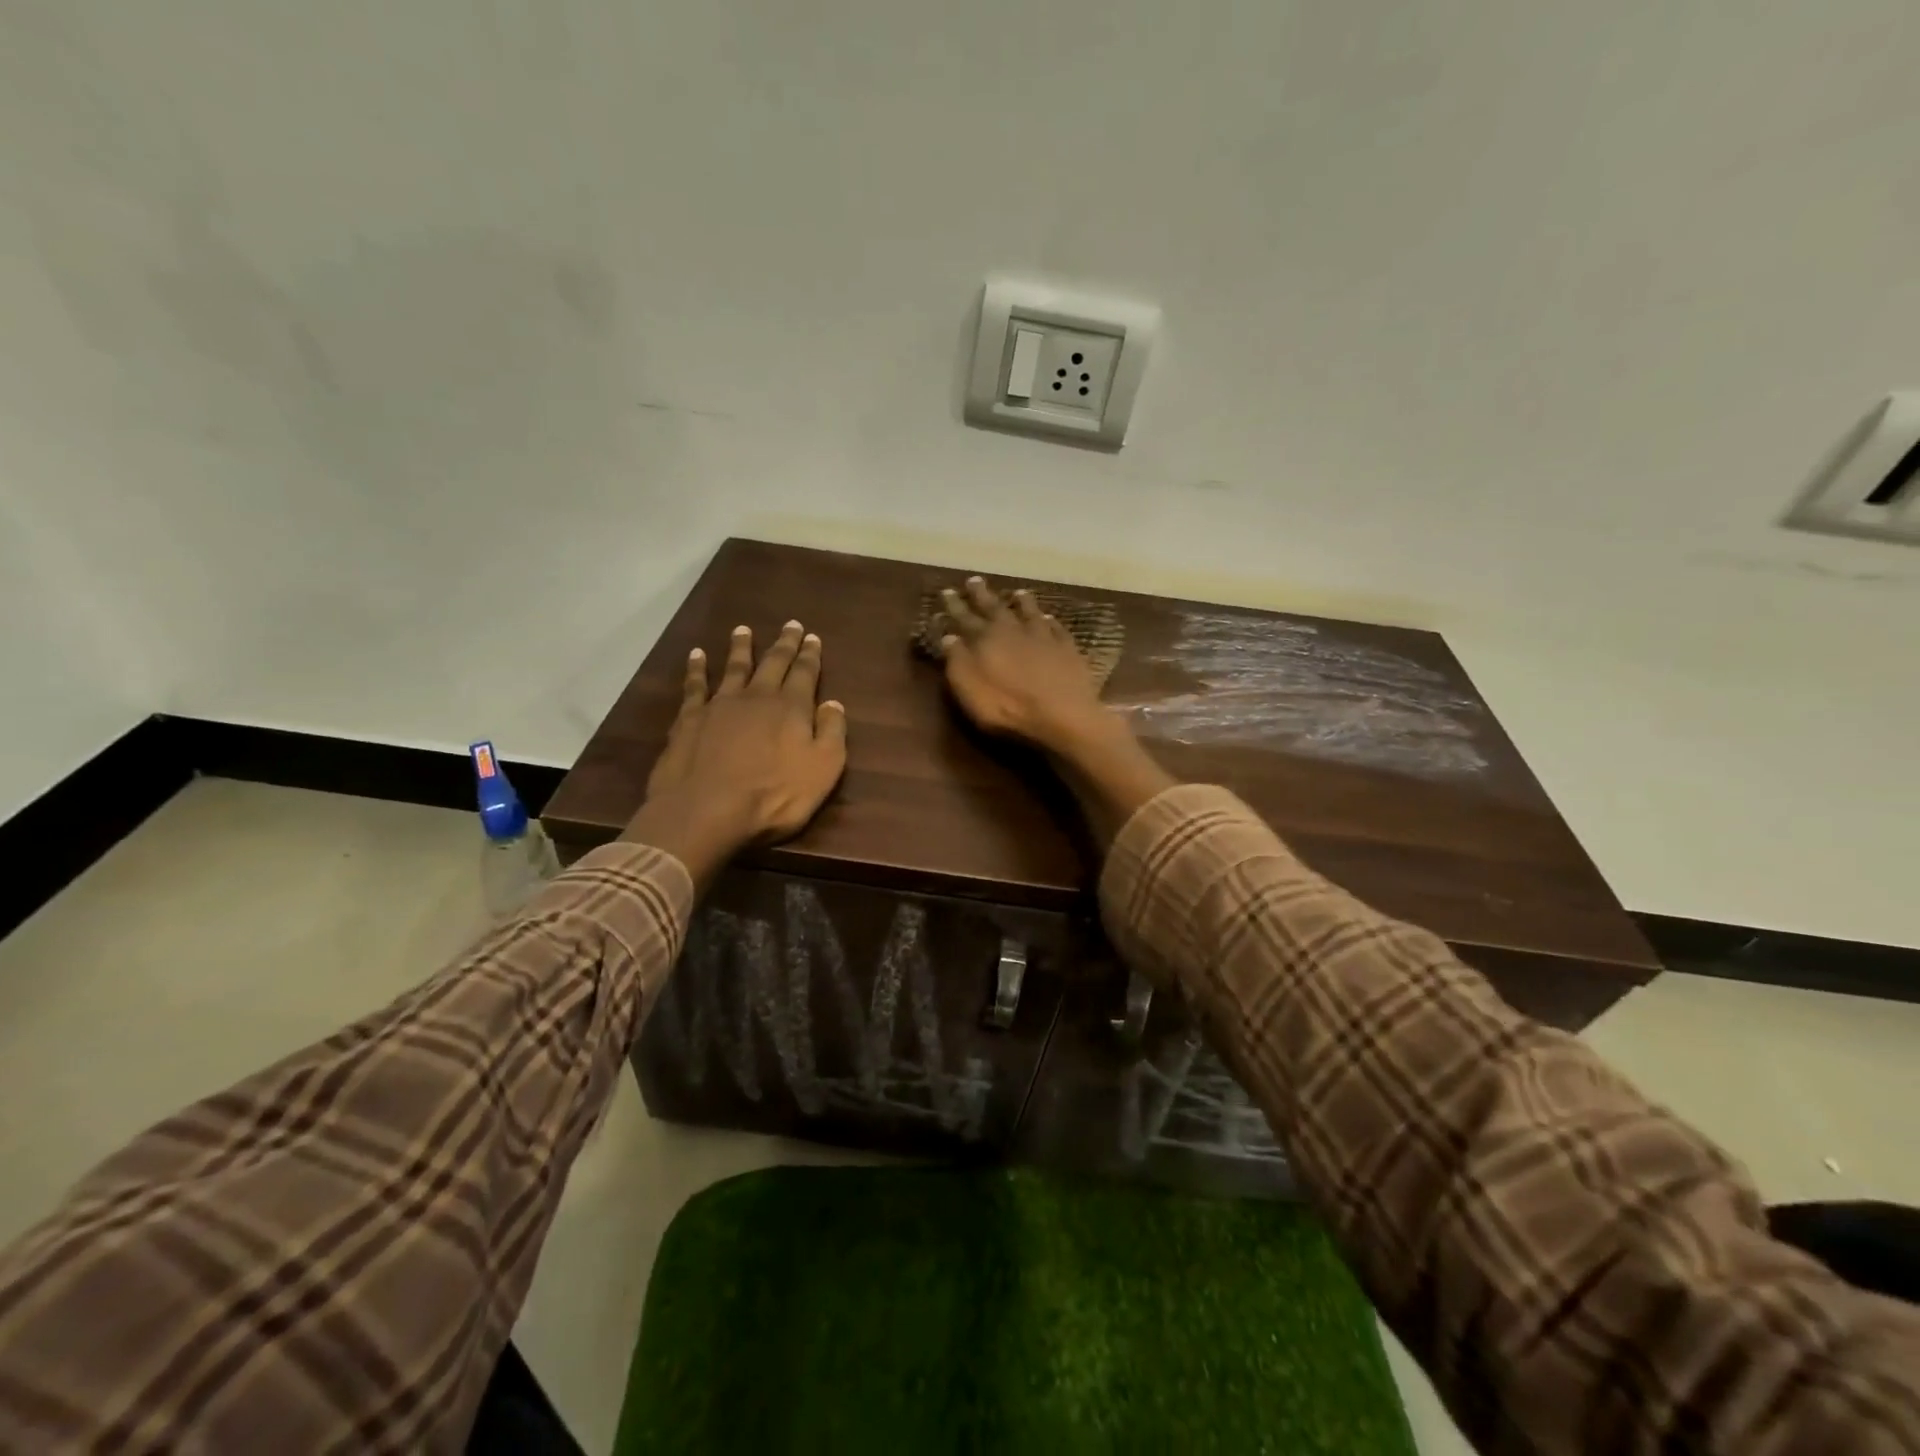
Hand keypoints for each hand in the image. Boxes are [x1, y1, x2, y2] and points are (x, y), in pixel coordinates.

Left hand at [625, 621, 847, 881]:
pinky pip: (695, 686)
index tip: (813, 637)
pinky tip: (697, 655)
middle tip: (790, 624)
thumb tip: (833, 703)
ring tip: (743, 630)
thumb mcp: (823, 769)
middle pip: (773, 663)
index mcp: (791, 707)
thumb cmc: (774, 795)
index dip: (810, 655)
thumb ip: (831, 732)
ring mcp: (720, 705)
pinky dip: (697, 668)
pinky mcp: (690, 719)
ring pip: (734, 667)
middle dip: (784, 644)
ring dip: (741, 648)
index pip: (805, 673)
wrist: (707, 809)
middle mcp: (757, 697)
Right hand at [934, 577, 1106, 752]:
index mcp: (986, 639)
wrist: (1062, 714)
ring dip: (1022, 602)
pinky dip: (1050, 621)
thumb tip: (949, 636)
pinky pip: (1056, 628)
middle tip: (975, 580)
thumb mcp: (969, 687)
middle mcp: (1014, 630)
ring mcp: (1044, 637)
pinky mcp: (1067, 649)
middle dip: (983, 595)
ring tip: (1018, 592)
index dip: (955, 605)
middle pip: (996, 607)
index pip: (965, 617)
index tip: (947, 591)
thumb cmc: (1007, 706)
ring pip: (1030, 612)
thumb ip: (958, 660)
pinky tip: (1050, 618)